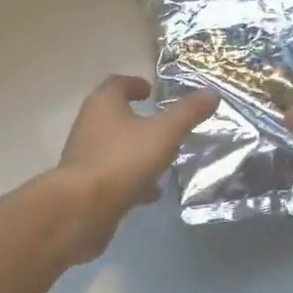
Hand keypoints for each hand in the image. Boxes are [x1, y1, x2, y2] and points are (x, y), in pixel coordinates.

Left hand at [54, 76, 217, 259]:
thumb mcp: (163, 133)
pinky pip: (114, 175)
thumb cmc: (122, 160)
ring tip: (164, 158)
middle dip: (138, 119)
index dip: (135, 84)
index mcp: (103, 104)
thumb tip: (211, 93)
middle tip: (163, 124)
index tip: (151, 91)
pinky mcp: (86, 185)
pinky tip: (152, 192)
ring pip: (116, 147)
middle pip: (115, 115)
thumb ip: (187, 113)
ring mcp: (86, 156)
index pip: (117, 83)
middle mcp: (90, 124)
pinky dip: (133, 178)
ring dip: (137, 150)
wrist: (81, 209)